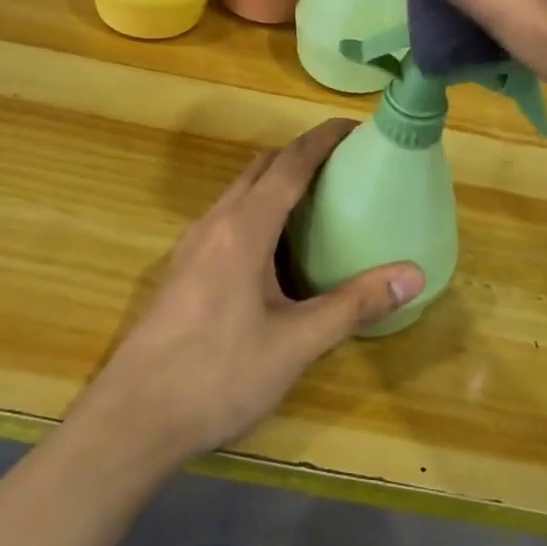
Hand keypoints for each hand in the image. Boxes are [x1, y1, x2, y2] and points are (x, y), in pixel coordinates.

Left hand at [77, 119, 423, 470]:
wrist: (133, 419)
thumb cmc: (218, 375)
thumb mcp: (296, 344)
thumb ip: (354, 305)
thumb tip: (414, 275)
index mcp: (245, 227)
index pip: (291, 162)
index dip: (324, 139)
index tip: (356, 127)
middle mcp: (216, 222)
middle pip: (262, 167)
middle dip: (302, 154)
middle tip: (344, 165)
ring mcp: (193, 244)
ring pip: (241, 192)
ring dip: (277, 181)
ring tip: (317, 201)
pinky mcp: (183, 268)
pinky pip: (228, 217)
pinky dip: (258, 209)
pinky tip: (276, 250)